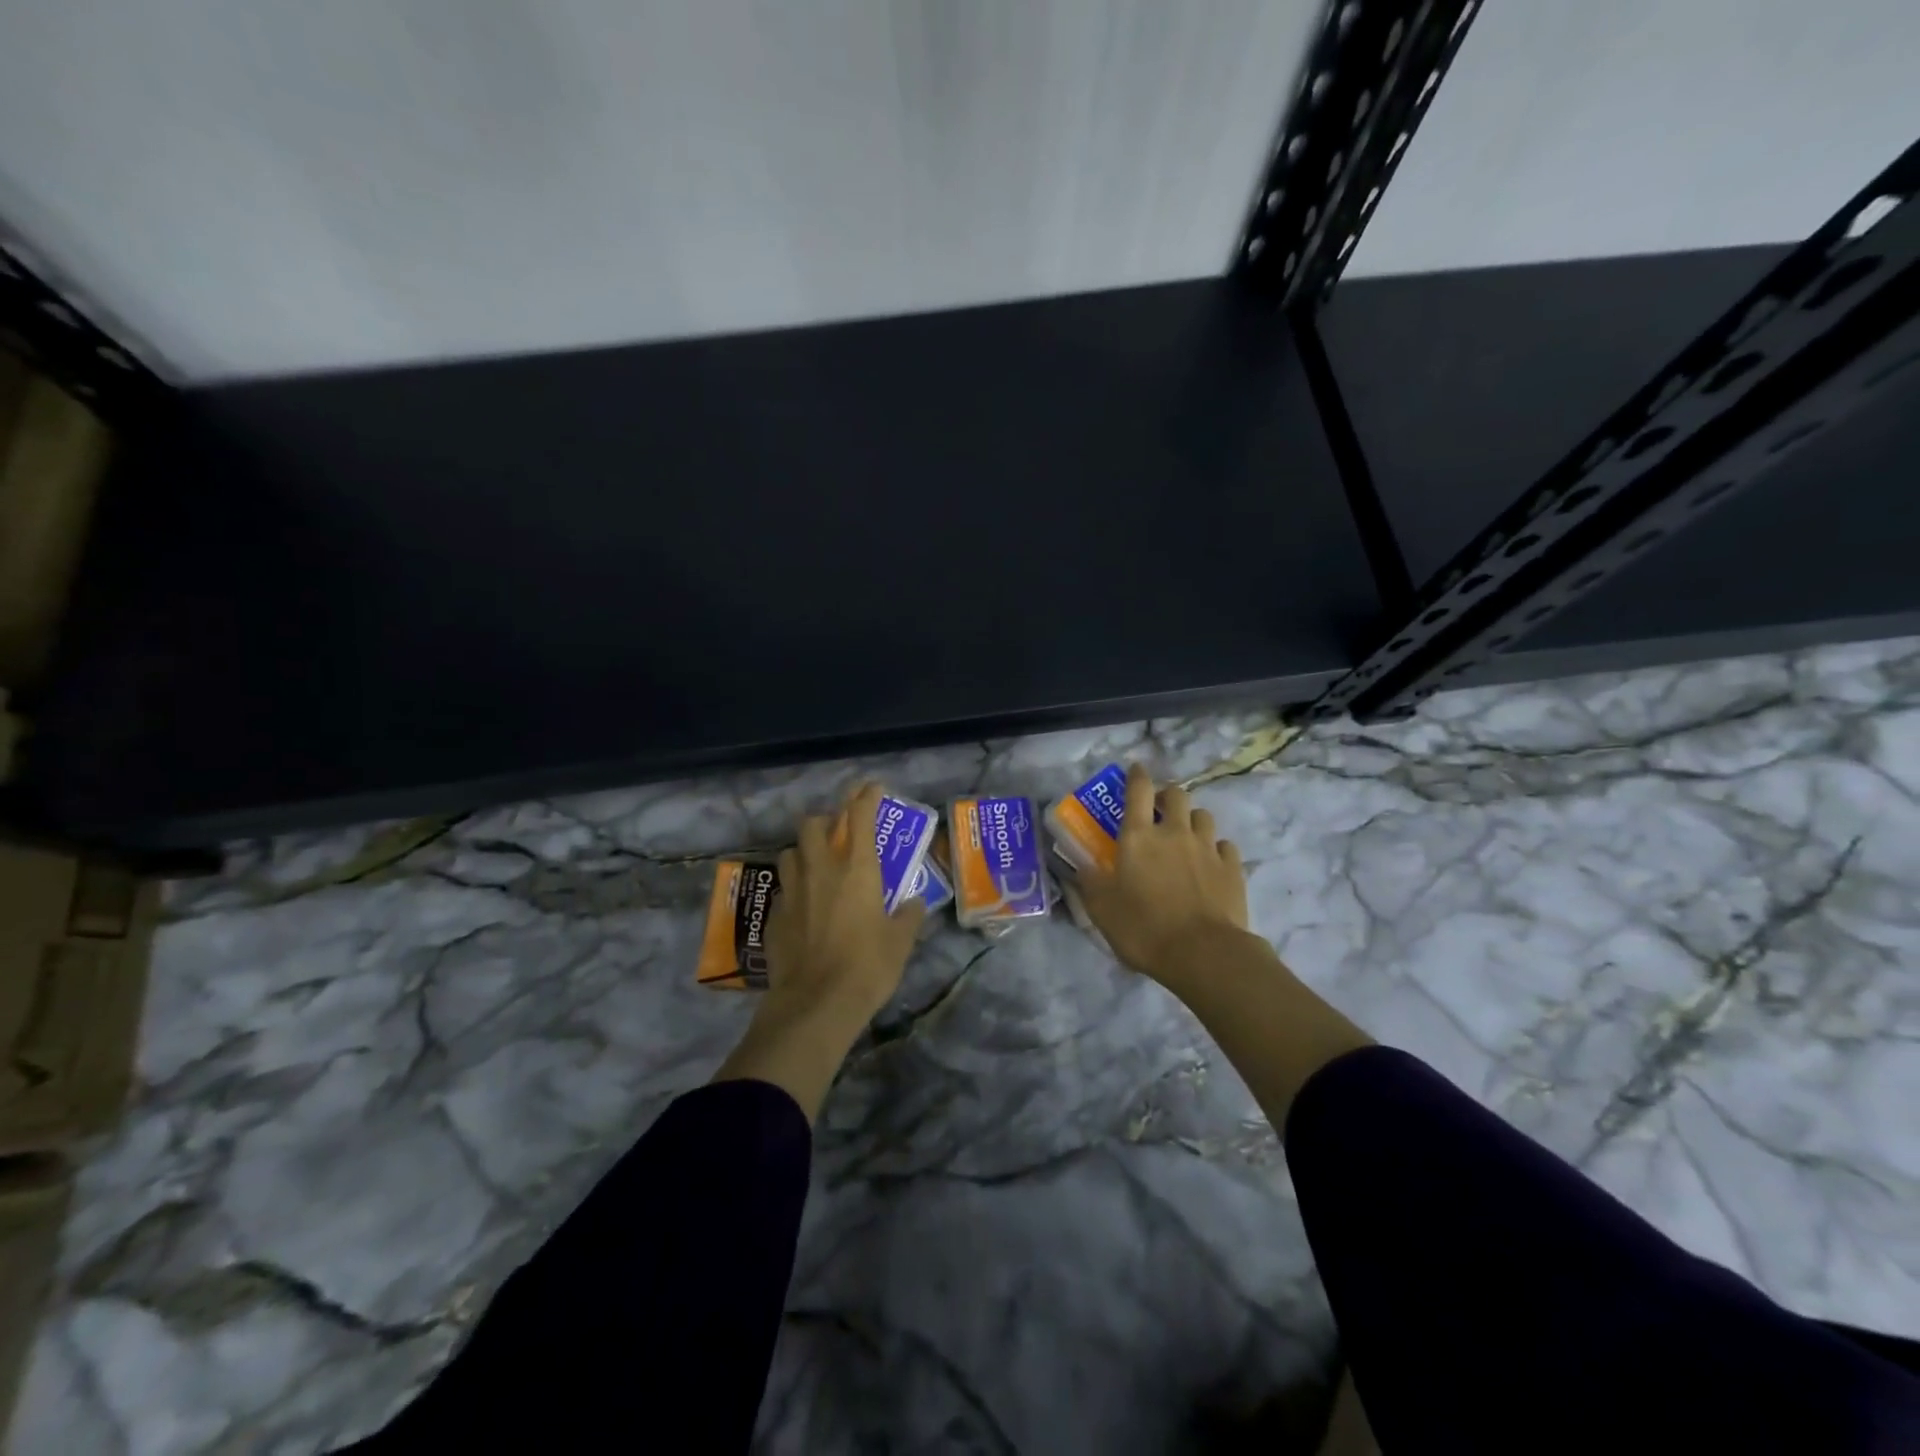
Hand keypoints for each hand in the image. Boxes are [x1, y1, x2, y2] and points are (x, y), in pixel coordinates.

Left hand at [713, 783, 924, 1120]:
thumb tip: (914, 903)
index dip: (865, 797)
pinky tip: (803, 908)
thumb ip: (909, 916)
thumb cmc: (868, 966)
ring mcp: (793, 891)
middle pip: (812, 825)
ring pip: (790, 853)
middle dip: (825, 821)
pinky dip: (794, 889)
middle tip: (837, 834)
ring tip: (816, 867)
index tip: (871, 788)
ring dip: (803, 852)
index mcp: (857, 870)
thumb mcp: (900, 942)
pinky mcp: (774, 916)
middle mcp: (821, 870)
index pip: (859, 817)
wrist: (816, 1003)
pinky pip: (783, 889)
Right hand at [1076, 764, 1250, 985]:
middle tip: (1160, 811)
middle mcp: (1174, 833)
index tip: (1135, 769)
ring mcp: (1207, 848)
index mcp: (1139, 837)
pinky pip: (1225, 845)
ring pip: (1203, 816)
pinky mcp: (1232, 868)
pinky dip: (1216, 849)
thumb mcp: (1102, 909)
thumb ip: (1090, 882)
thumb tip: (1082, 866)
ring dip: (1193, 820)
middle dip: (1168, 796)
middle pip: (1177, 795)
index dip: (1136, 775)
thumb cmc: (1144, 928)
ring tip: (1186, 836)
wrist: (1203, 954)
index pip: (1138, 790)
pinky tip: (1211, 863)